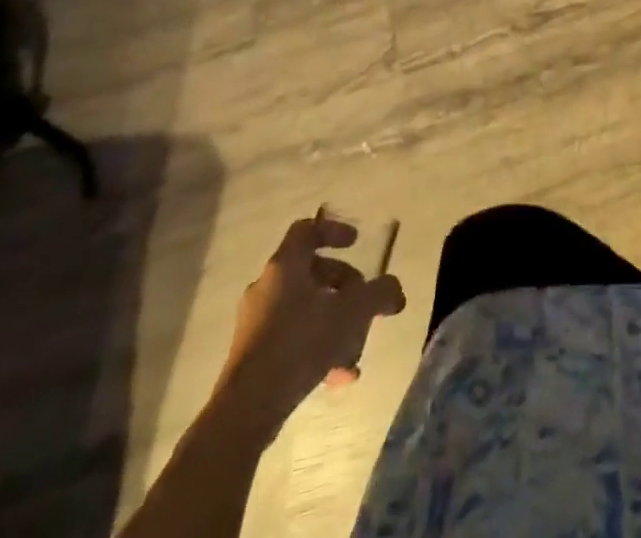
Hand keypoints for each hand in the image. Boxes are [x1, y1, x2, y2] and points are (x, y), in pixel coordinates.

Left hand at [215, 216, 405, 429]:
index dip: (334, 231)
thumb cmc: (300, 344)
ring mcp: (256, 323)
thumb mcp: (352, 313)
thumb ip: (379, 294)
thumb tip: (395, 290)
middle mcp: (266, 287)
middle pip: (311, 272)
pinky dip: (317, 349)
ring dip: (334, 323)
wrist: (245, 410)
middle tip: (363, 304)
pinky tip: (337, 377)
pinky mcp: (251, 356)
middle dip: (343, 286)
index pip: (307, 230)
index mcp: (285, 266)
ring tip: (355, 351)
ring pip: (304, 309)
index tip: (356, 244)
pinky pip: (292, 339)